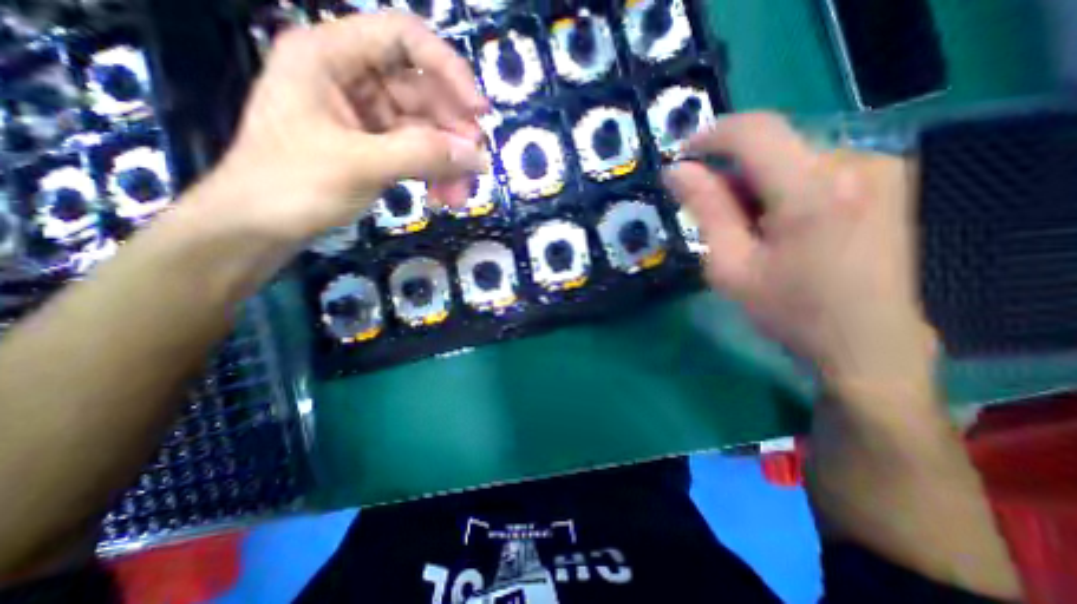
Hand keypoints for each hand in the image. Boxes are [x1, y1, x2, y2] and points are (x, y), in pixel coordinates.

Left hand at [195, 14, 488, 246]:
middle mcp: (355, 80)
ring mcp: (370, 118)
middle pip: (425, 93)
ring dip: (449, 163)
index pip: (404, 39)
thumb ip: (421, 155)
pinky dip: (437, 175)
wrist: (263, 226)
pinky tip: (443, 198)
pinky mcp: (380, 149)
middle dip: (453, 134)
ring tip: (458, 197)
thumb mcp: (359, 164)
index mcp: (332, 57)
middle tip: (475, 168)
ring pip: (429, 131)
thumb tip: (477, 156)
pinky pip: (421, 155)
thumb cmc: (292, 184)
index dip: (449, 70)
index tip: (479, 113)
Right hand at [665, 112, 934, 383]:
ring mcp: (879, 168)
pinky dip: (784, 189)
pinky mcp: (887, 180)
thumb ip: (706, 210)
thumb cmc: (790, 310)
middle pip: (772, 147)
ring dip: (757, 185)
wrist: (868, 344)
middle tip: (713, 215)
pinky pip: (815, 169)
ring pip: (791, 158)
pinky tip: (781, 227)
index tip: (682, 155)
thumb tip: (677, 171)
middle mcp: (855, 164)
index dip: (712, 135)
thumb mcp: (732, 266)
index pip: (756, 132)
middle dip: (732, 174)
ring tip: (749, 230)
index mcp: (813, 191)